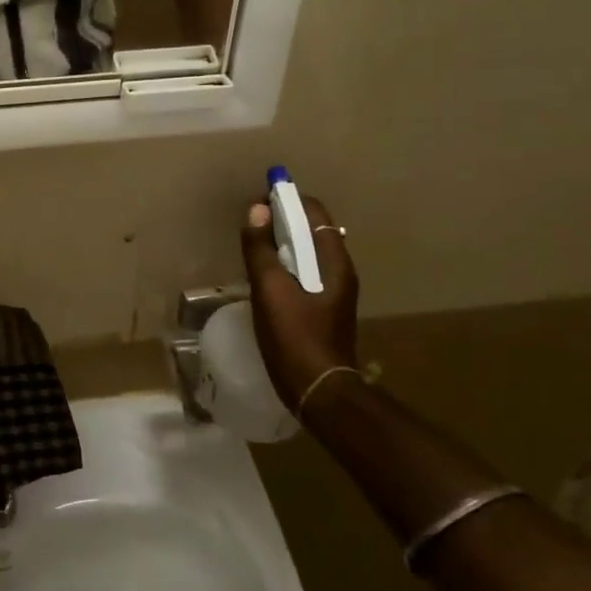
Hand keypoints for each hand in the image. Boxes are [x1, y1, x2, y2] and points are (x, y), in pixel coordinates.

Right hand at [239, 193, 359, 419]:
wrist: (318, 391)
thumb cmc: (294, 336)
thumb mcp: (269, 289)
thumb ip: (261, 248)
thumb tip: (257, 210)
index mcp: (333, 260)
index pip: (314, 211)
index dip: (287, 200)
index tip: (259, 202)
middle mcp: (339, 269)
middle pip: (311, 229)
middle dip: (282, 220)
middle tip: (251, 225)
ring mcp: (333, 289)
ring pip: (306, 251)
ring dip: (281, 242)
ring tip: (253, 247)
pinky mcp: (323, 306)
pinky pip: (303, 270)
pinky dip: (284, 263)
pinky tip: (263, 276)